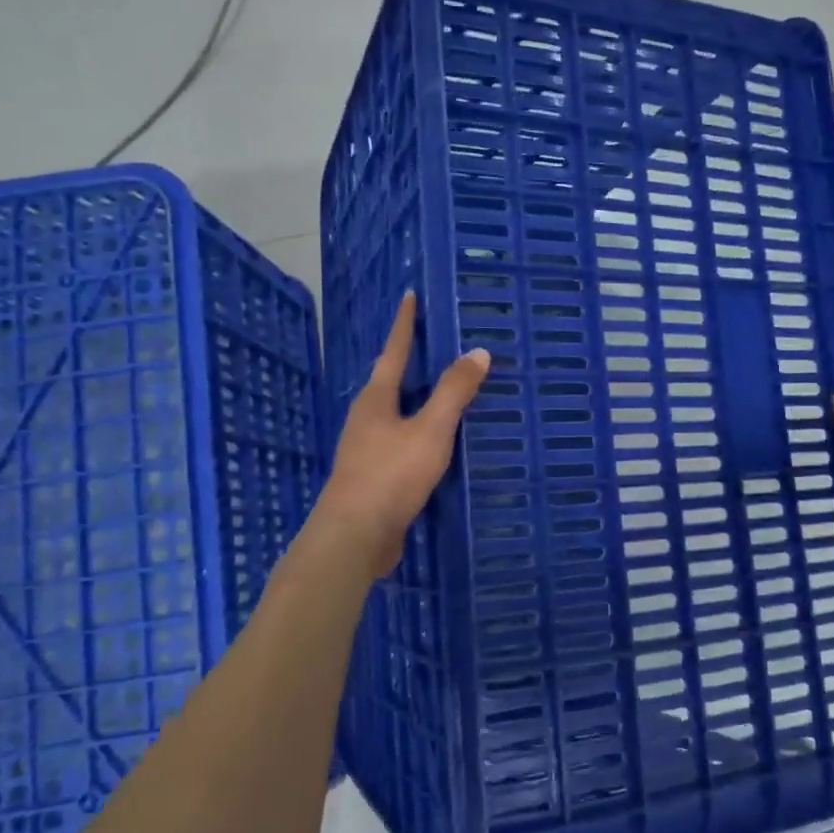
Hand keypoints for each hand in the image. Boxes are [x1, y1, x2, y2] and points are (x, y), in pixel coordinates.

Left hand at [311, 292, 490, 578]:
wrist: (355, 536)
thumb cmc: (391, 475)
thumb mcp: (430, 430)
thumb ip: (454, 392)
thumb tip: (478, 352)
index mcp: (375, 400)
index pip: (394, 352)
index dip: (405, 325)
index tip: (410, 296)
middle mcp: (366, 419)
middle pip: (390, 382)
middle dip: (412, 362)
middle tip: (436, 343)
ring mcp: (366, 450)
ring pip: (396, 415)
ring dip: (417, 400)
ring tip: (442, 391)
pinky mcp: (373, 478)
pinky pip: (401, 443)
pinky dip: (420, 433)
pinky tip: (435, 444)